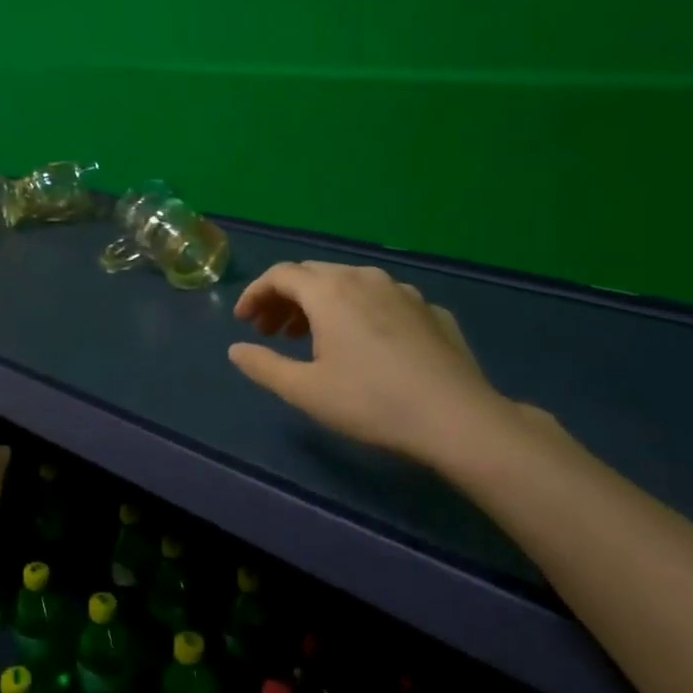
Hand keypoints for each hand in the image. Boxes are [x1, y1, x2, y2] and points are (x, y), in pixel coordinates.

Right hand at [228, 261, 525, 474]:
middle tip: (271, 331)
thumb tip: (235, 350)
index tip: (243, 321)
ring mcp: (403, 292)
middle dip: (285, 299)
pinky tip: (364, 345)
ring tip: (312, 338)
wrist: (457, 418)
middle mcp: (365, 278)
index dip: (255, 294)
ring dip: (321, 304)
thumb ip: (263, 366)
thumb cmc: (371, 401)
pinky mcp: (431, 311)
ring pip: (349, 284)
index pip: (280, 274)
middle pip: (313, 274)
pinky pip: (382, 300)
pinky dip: (359, 312)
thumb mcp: (305, 390)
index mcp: (330, 291)